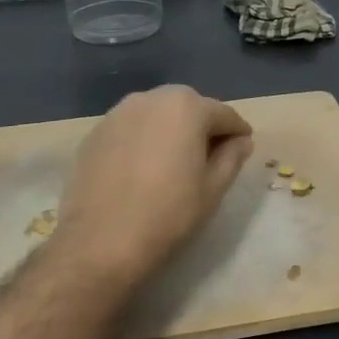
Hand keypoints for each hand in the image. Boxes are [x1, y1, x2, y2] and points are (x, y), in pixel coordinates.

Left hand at [53, 86, 253, 289]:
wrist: (102, 240)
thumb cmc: (169, 214)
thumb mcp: (213, 188)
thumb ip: (232, 157)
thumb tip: (241, 140)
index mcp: (186, 107)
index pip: (223, 114)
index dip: (237, 132)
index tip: (243, 148)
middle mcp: (151, 98)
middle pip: (187, 107)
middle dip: (202, 126)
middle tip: (209, 157)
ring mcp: (118, 113)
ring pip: (156, 115)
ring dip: (170, 130)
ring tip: (174, 162)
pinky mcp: (95, 133)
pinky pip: (130, 129)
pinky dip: (143, 140)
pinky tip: (142, 169)